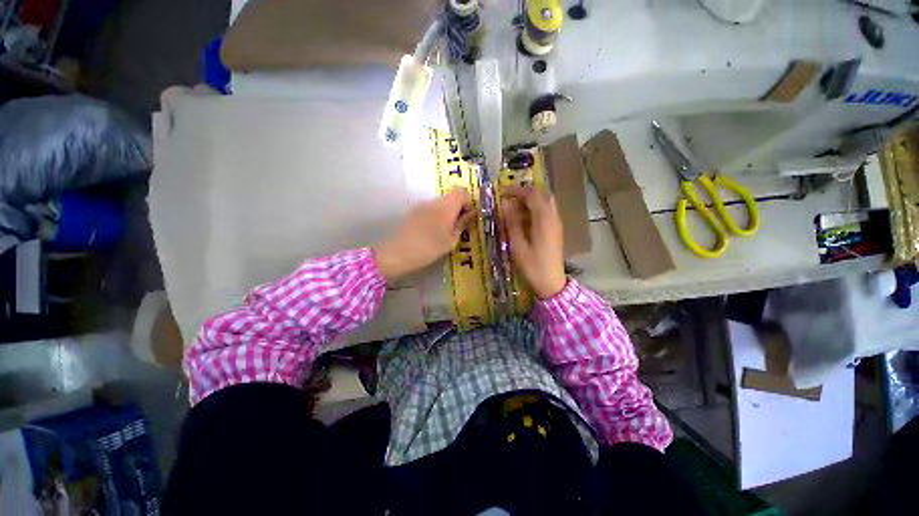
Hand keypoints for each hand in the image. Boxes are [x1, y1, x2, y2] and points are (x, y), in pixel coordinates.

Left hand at [374, 187, 473, 280]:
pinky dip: (435, 217)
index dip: (469, 202)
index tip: (469, 217)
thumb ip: (462, 224)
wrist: (398, 253)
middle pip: (451, 196)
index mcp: (447, 206)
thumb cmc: (429, 248)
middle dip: (458, 208)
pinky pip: (429, 209)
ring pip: (440, 203)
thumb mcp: (451, 240)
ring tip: (445, 232)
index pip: (462, 192)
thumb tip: (470, 214)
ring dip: (446, 213)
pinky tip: (431, 232)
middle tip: (458, 227)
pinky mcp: (413, 212)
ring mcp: (421, 205)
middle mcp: (434, 201)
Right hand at [501, 185, 566, 299]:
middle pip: (541, 195)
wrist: (552, 282)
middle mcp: (553, 217)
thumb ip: (512, 222)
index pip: (532, 195)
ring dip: (529, 201)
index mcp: (544, 220)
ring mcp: (556, 223)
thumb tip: (504, 203)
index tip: (501, 192)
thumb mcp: (518, 245)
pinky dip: (534, 209)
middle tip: (508, 198)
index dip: (516, 190)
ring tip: (513, 208)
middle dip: (524, 193)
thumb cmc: (533, 265)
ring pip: (545, 202)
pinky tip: (523, 219)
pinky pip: (546, 211)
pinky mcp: (556, 230)